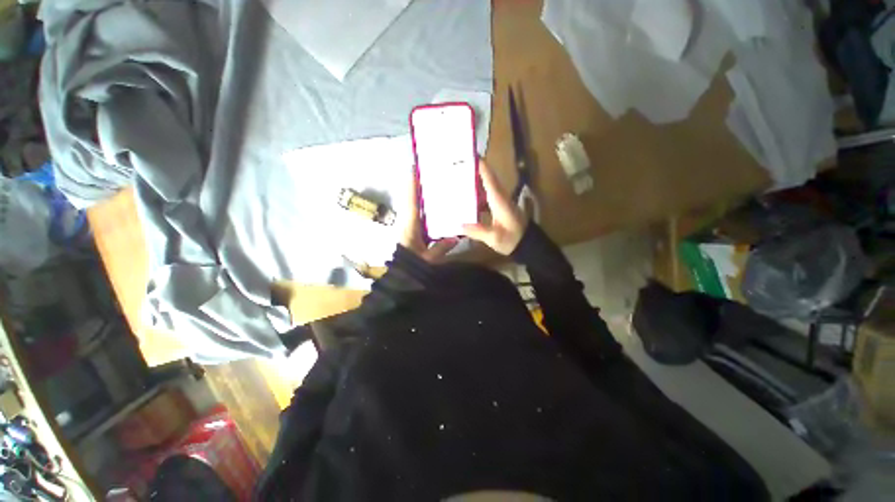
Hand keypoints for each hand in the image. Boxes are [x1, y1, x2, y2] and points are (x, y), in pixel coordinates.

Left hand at [399, 170, 457, 262]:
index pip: (412, 203)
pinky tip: (436, 210)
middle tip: (429, 176)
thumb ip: (442, 247)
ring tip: (435, 189)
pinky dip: (425, 211)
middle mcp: (408, 224)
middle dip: (418, 189)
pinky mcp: (413, 233)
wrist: (402, 276)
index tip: (414, 171)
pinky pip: (419, 218)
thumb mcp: (429, 258)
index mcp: (410, 227)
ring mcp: (410, 228)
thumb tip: (455, 236)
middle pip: (412, 203)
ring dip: (422, 199)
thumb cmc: (413, 266)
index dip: (412, 187)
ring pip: (416, 209)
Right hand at [462, 160, 527, 254]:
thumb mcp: (494, 237)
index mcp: (499, 201)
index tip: (472, 156)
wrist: (526, 244)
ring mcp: (501, 202)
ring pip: (489, 186)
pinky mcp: (500, 207)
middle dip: (477, 170)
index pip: (490, 180)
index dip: (482, 168)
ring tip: (461, 176)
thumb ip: (477, 231)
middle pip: (489, 179)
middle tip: (461, 164)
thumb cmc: (512, 239)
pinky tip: (468, 196)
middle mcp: (501, 197)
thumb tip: (459, 224)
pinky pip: (488, 194)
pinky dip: (479, 191)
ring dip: (478, 180)